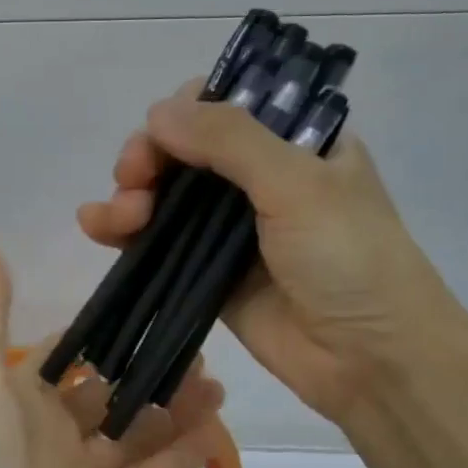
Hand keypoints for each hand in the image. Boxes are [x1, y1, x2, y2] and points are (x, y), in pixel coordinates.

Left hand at [0, 245, 226, 467]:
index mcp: (15, 397)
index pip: (63, 355)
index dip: (100, 333)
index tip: (146, 304)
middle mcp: (46, 433)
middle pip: (106, 394)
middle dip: (145, 371)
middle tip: (197, 344)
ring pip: (132, 435)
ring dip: (170, 410)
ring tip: (217, 381)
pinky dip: (179, 458)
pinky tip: (218, 430)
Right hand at [77, 83, 465, 423]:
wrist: (372, 362)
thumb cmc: (350, 260)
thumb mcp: (298, 183)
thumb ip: (228, 140)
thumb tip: (156, 112)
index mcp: (295, 142)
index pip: (225, 105)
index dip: (184, 112)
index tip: (163, 134)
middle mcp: (260, 177)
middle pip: (183, 148)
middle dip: (148, 157)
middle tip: (134, 179)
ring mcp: (230, 227)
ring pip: (163, 193)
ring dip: (130, 193)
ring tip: (121, 217)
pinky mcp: (206, 270)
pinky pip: (157, 239)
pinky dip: (121, 229)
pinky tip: (95, 226)